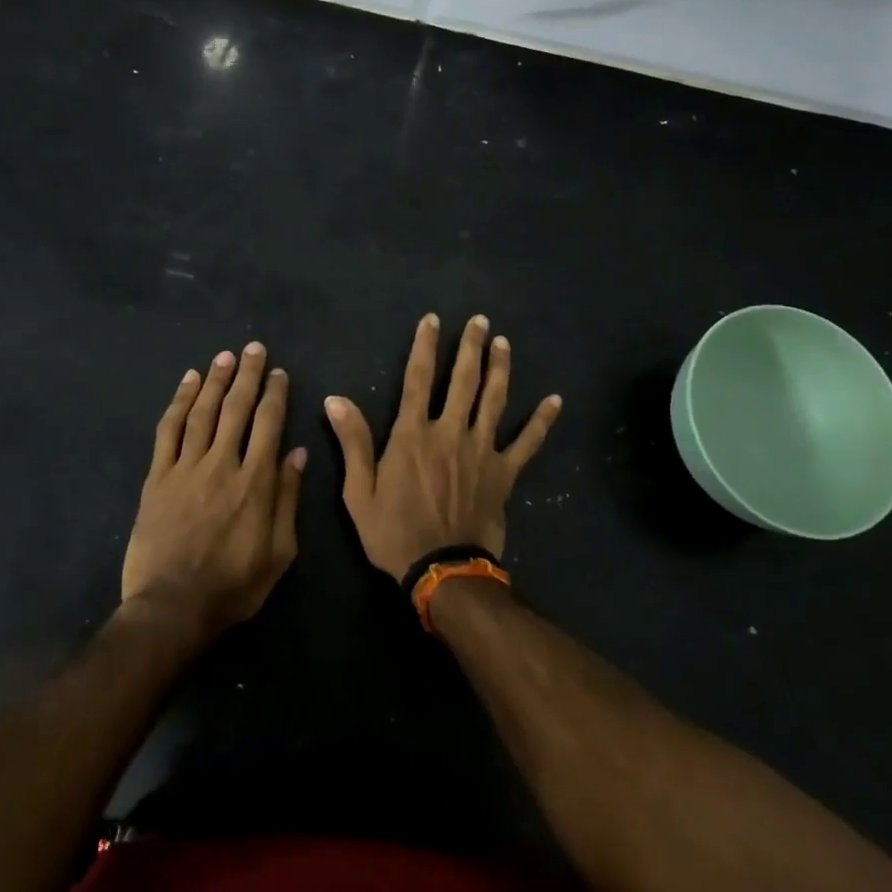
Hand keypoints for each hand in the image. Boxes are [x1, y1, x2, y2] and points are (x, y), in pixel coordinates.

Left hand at [122, 343, 305, 631]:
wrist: (173, 607)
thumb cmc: (234, 585)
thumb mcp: (279, 551)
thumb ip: (288, 498)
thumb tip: (297, 453)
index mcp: (255, 481)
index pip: (269, 424)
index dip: (275, 394)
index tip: (279, 373)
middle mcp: (222, 464)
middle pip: (236, 408)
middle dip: (248, 375)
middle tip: (254, 348)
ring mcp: (186, 468)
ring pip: (202, 412)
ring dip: (215, 380)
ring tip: (225, 357)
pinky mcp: (158, 477)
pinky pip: (169, 430)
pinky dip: (178, 402)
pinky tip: (187, 383)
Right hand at [325, 314, 560, 580]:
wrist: (442, 571)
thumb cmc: (395, 533)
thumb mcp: (360, 492)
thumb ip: (353, 443)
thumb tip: (335, 400)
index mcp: (414, 435)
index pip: (417, 379)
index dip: (424, 347)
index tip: (432, 320)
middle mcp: (451, 432)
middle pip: (463, 381)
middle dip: (471, 347)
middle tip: (480, 321)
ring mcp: (482, 451)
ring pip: (495, 400)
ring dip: (500, 369)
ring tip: (503, 343)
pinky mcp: (505, 473)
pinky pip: (527, 443)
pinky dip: (542, 421)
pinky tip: (556, 400)